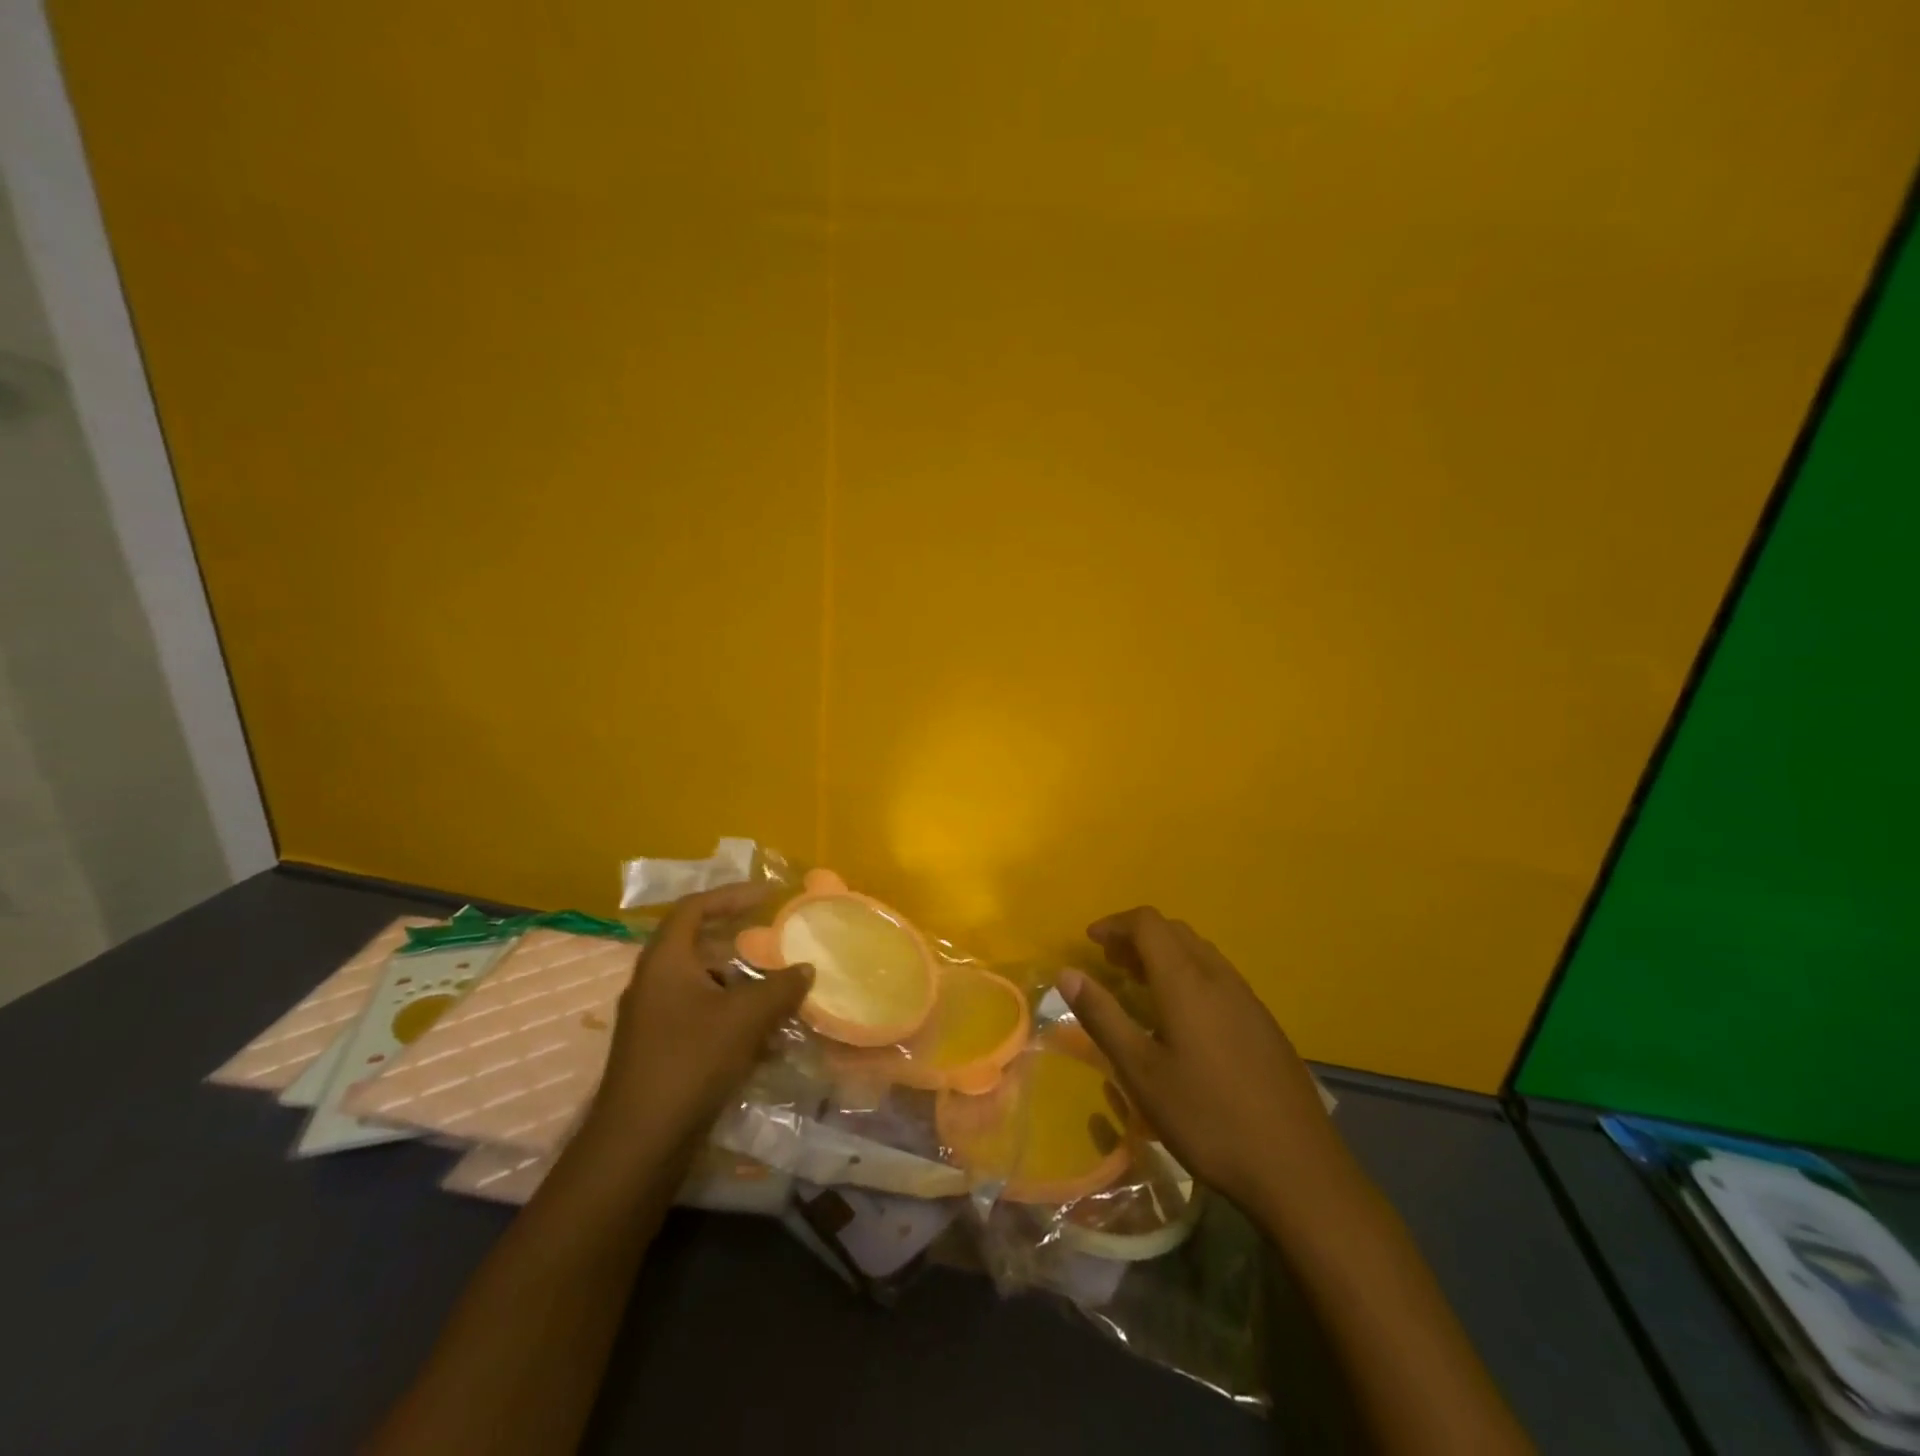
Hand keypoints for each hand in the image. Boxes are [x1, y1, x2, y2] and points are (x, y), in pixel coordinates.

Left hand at [589, 883, 811, 1158]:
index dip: (732, 895)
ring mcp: (654, 1019)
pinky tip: (764, 1038)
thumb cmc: (690, 1062)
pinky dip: (732, 1015)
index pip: (695, 907)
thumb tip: (806, 968)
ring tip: (778, 989)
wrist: (639, 1143)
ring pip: (703, 984)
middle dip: (740, 940)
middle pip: (698, 945)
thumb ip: (781, 986)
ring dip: (741, 983)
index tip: (768, 895)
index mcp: (665, 961)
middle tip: (775, 938)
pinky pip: (701, 1015)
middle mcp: (653, 982)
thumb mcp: (745, 1017)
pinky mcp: (661, 1051)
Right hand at [1060, 907, 1346, 1217]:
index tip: (1089, 943)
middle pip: (1174, 931)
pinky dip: (1187, 974)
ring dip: (1163, 954)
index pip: (1148, 924)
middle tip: (1109, 963)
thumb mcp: (1142, 1073)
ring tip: (1138, 985)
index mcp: (1187, 982)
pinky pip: (1217, 975)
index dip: (1115, 924)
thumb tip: (1067, 973)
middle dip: (1137, 937)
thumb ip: (1103, 1017)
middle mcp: (1219, 978)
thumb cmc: (1208, 1118)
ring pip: (1198, 952)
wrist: (1298, 1168)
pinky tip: (1181, 1018)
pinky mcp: (1264, 1023)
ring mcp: (1247, 999)